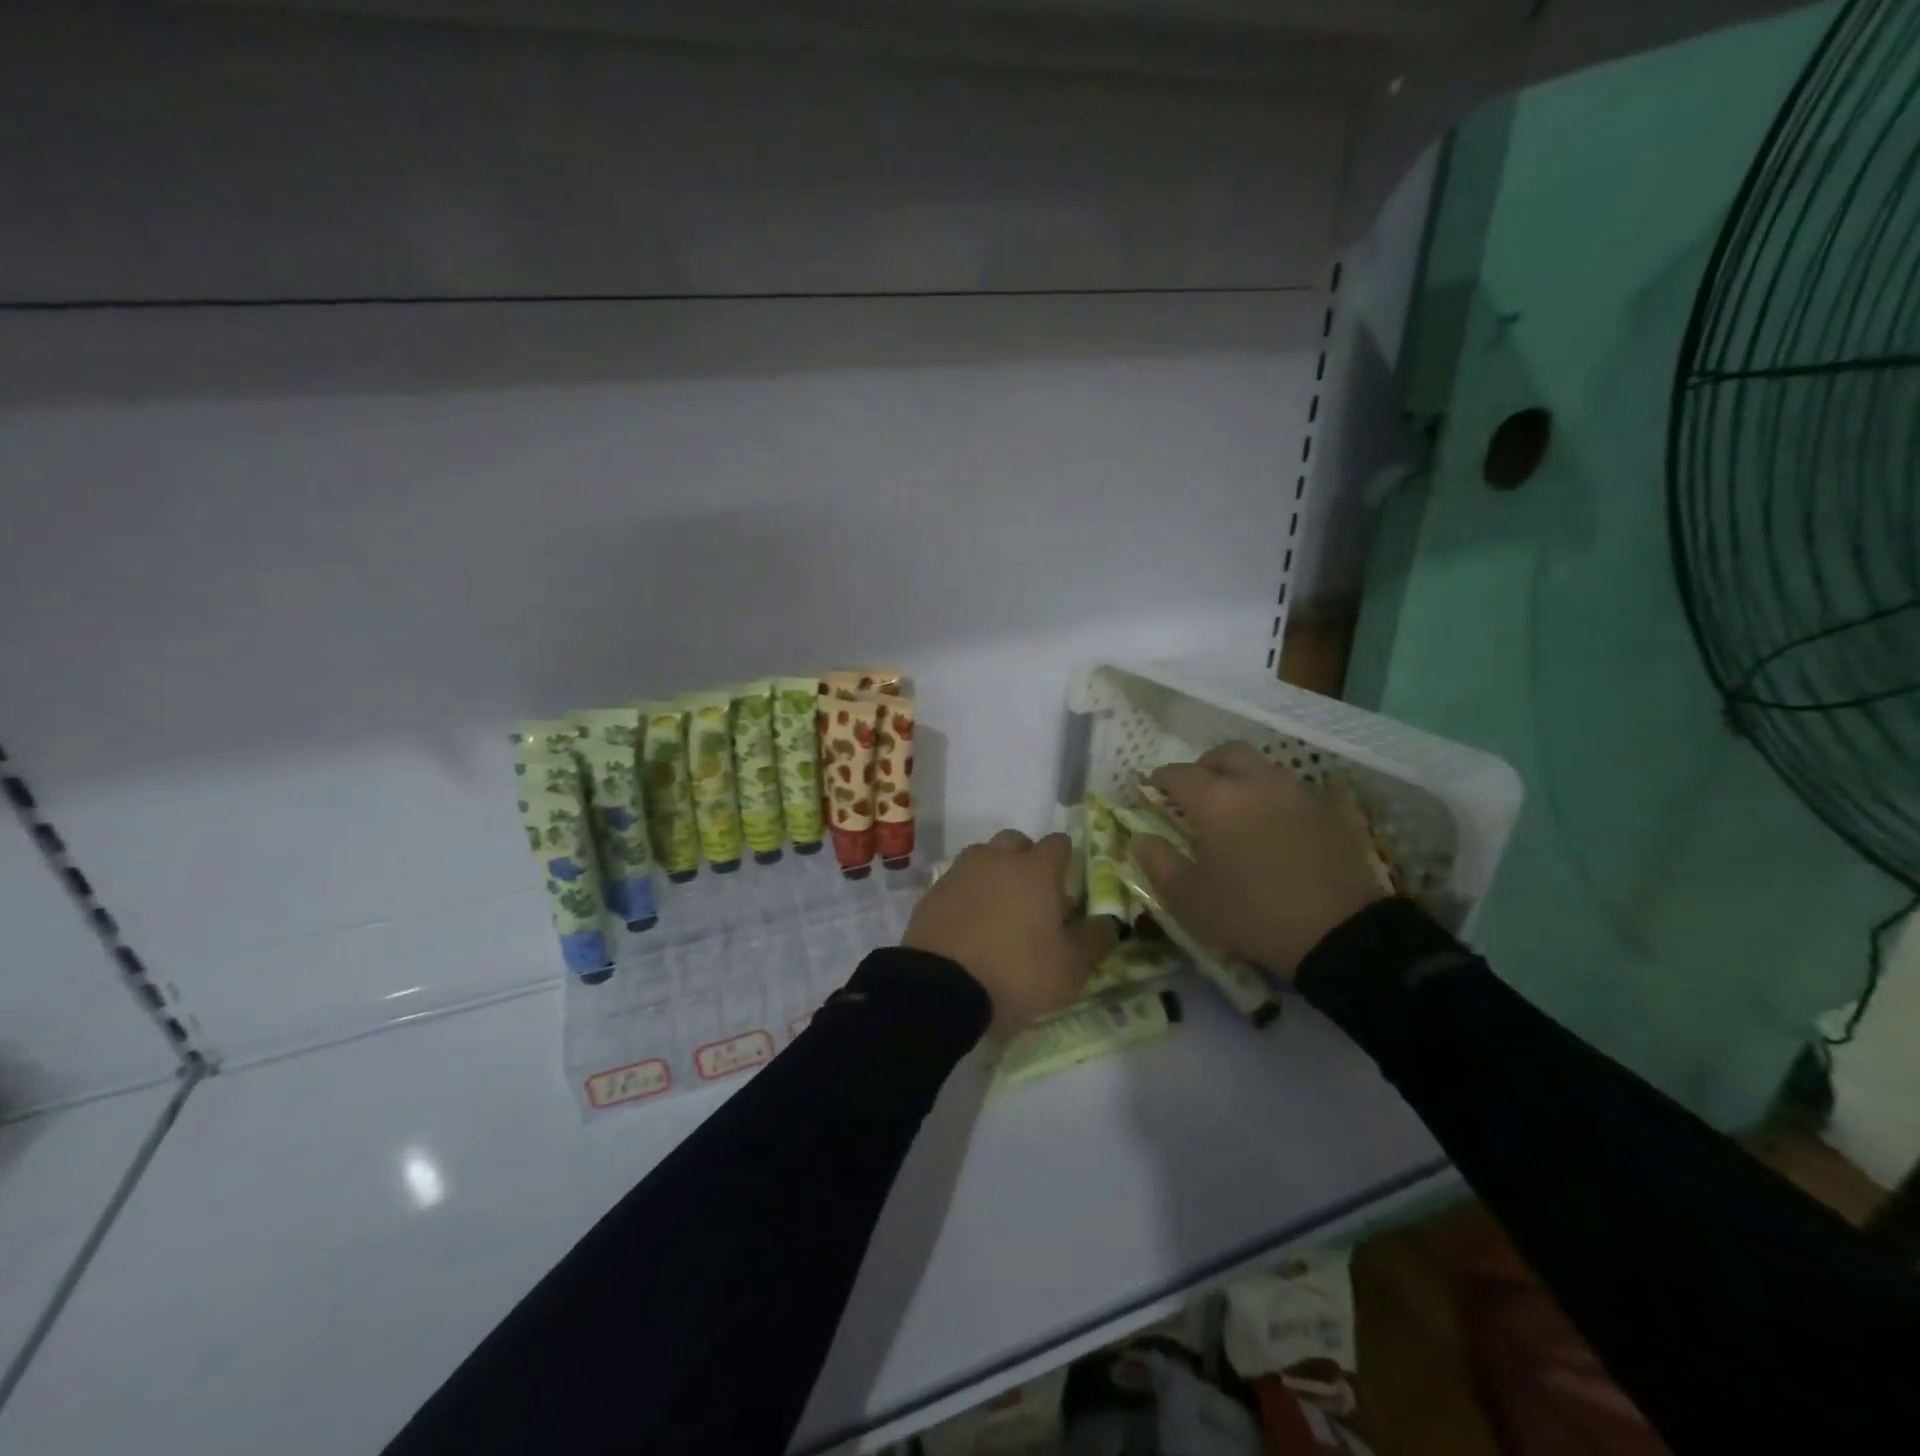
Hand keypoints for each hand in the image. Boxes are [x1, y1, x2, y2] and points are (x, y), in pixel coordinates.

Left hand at [902, 829, 1116, 1034]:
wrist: (941, 989)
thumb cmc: (1017, 973)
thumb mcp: (1070, 969)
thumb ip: (1095, 940)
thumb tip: (1108, 923)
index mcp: (1037, 870)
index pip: (1059, 843)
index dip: (1066, 861)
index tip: (1067, 888)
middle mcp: (998, 859)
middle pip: (1017, 842)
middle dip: (1027, 860)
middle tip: (1033, 897)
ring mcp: (961, 871)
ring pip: (984, 856)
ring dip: (994, 873)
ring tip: (998, 909)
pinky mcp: (933, 891)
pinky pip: (958, 880)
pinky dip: (967, 893)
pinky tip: (969, 923)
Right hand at [1131, 742, 1386, 978]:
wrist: (1339, 933)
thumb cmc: (1251, 914)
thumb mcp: (1189, 899)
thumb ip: (1158, 863)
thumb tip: (1141, 839)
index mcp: (1215, 799)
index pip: (1177, 773)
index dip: (1158, 781)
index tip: (1150, 794)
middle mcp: (1255, 782)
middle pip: (1224, 754)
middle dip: (1203, 766)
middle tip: (1194, 794)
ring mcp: (1295, 792)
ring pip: (1261, 767)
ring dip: (1240, 778)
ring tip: (1234, 811)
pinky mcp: (1326, 810)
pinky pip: (1289, 789)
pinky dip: (1270, 797)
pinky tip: (1269, 827)